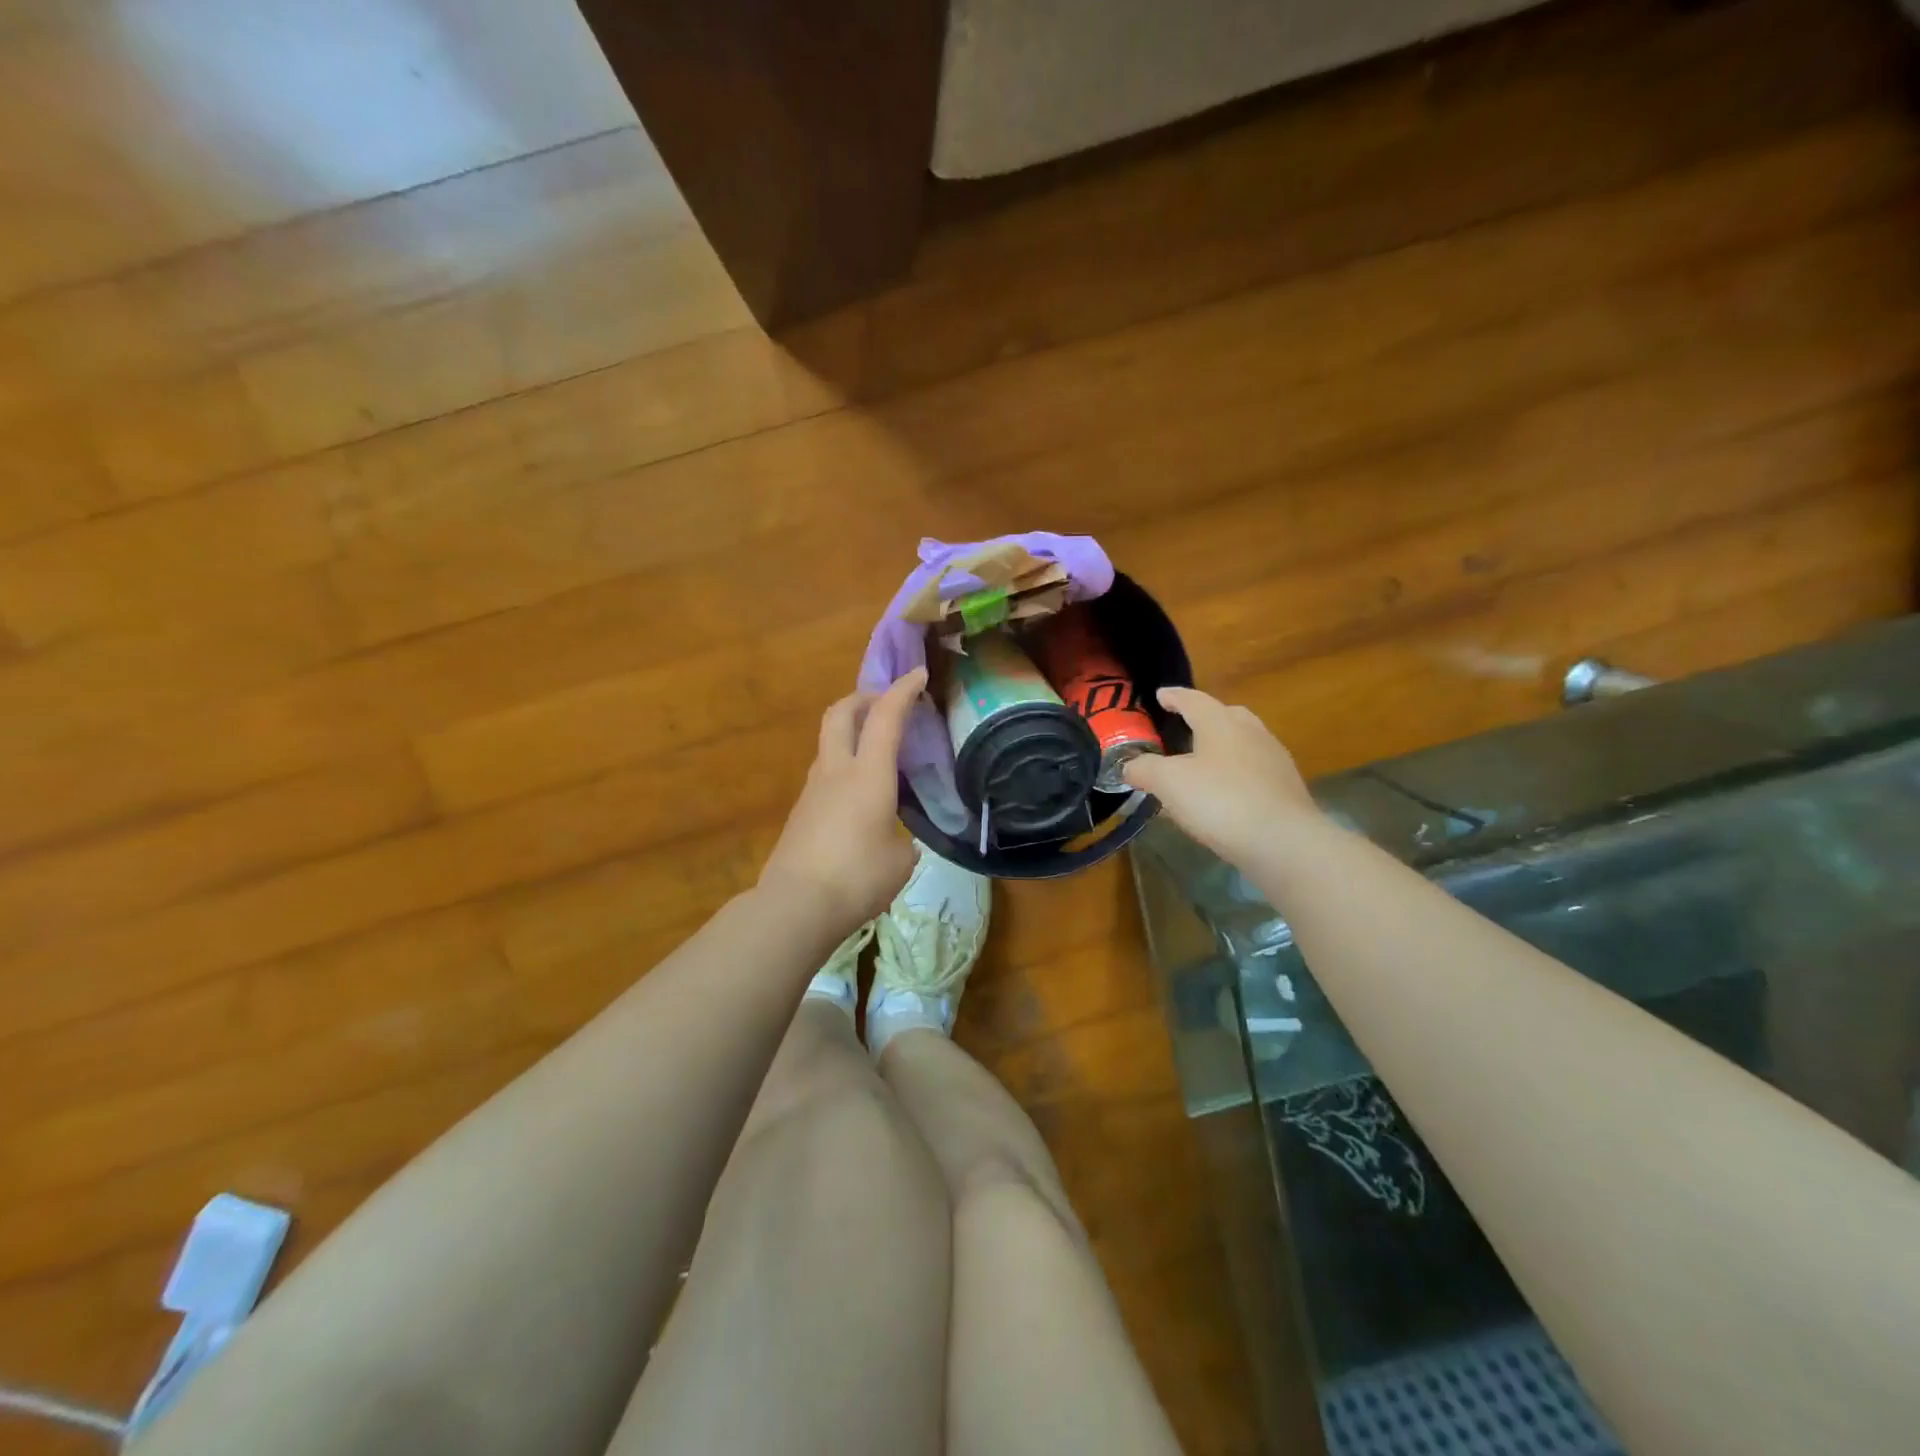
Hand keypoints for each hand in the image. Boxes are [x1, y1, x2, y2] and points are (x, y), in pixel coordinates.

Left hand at [758, 668, 926, 932]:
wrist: (796, 905)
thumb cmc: (859, 877)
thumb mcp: (901, 858)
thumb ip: (901, 836)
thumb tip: (893, 837)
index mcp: (868, 774)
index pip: (886, 717)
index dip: (903, 690)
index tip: (918, 674)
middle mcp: (836, 771)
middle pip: (841, 713)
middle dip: (864, 698)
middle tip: (885, 703)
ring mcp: (813, 790)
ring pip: (830, 743)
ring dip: (851, 733)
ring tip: (877, 754)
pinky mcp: (801, 812)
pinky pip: (825, 774)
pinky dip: (844, 767)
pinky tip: (859, 796)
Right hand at [1123, 687, 1320, 866]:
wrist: (1284, 842)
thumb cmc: (1220, 801)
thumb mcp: (1168, 783)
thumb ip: (1144, 769)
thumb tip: (1129, 766)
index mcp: (1221, 723)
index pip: (1193, 700)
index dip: (1173, 697)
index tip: (1160, 694)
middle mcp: (1251, 732)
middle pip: (1226, 715)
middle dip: (1203, 718)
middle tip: (1184, 727)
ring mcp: (1274, 760)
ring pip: (1243, 743)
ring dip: (1221, 747)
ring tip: (1201, 764)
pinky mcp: (1286, 788)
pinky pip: (1254, 770)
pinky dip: (1235, 774)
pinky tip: (1224, 794)